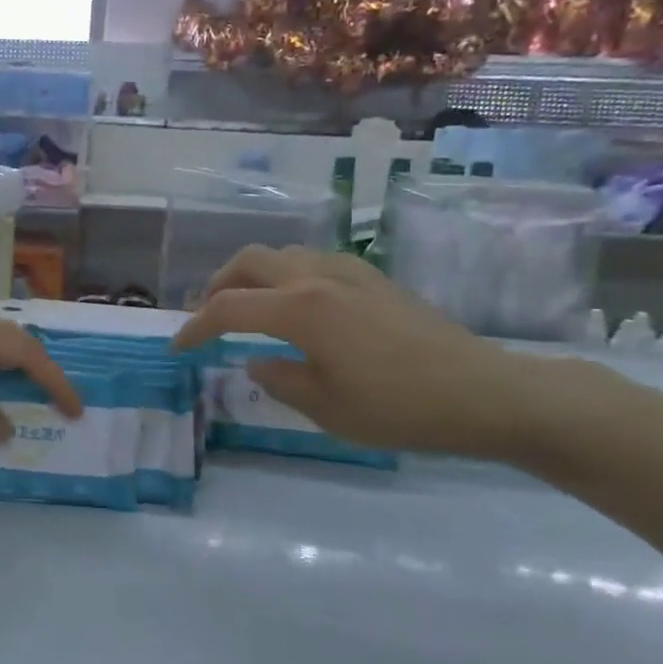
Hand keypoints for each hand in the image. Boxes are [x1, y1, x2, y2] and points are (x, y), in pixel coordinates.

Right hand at [171, 245, 563, 458]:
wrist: (484, 392)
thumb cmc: (399, 408)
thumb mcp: (326, 408)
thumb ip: (279, 380)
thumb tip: (257, 361)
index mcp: (299, 309)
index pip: (227, 309)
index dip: (195, 327)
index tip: (178, 347)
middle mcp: (316, 277)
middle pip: (248, 262)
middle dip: (217, 286)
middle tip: (208, 317)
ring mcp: (348, 271)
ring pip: (280, 255)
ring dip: (252, 277)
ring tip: (247, 309)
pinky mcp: (372, 277)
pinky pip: (311, 261)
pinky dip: (285, 275)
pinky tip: (296, 306)